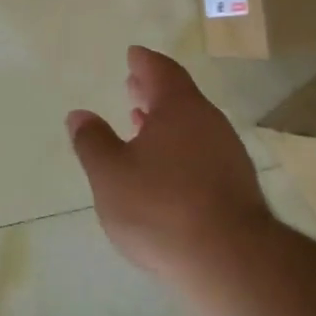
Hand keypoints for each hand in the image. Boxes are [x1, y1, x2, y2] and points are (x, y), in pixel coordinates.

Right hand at [66, 46, 277, 286]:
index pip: (161, 71)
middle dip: (154, 91)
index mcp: (179, 108)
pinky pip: (203, 151)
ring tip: (142, 127)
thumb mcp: (110, 175)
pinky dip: (181, 147)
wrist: (230, 261)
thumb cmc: (161, 208)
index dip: (144, 62)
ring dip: (166, 121)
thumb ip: (92, 142)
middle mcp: (209, 122)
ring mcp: (228, 154)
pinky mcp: (237, 186)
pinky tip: (167, 169)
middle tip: (133, 86)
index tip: (133, 55)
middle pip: (180, 96)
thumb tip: (78, 114)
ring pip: (193, 125)